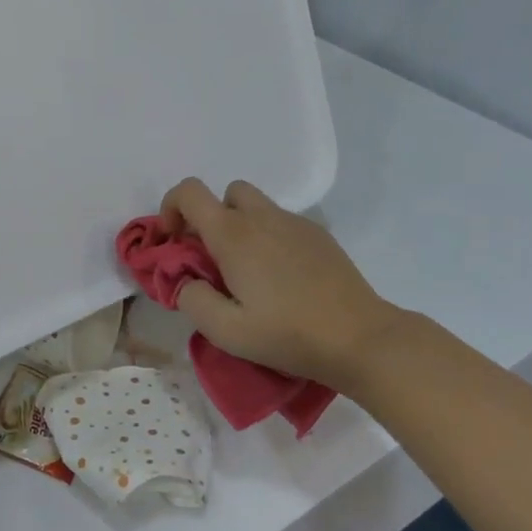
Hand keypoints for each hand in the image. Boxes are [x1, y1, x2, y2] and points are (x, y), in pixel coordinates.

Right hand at [160, 177, 394, 390]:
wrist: (360, 338)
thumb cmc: (288, 334)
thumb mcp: (227, 332)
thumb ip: (192, 300)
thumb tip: (185, 281)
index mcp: (233, 234)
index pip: (189, 192)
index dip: (171, 208)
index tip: (174, 243)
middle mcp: (262, 217)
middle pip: (225, 193)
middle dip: (211, 218)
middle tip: (213, 258)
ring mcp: (295, 223)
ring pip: (256, 207)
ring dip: (241, 228)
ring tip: (249, 273)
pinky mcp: (319, 235)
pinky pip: (282, 223)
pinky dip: (270, 239)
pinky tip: (283, 280)